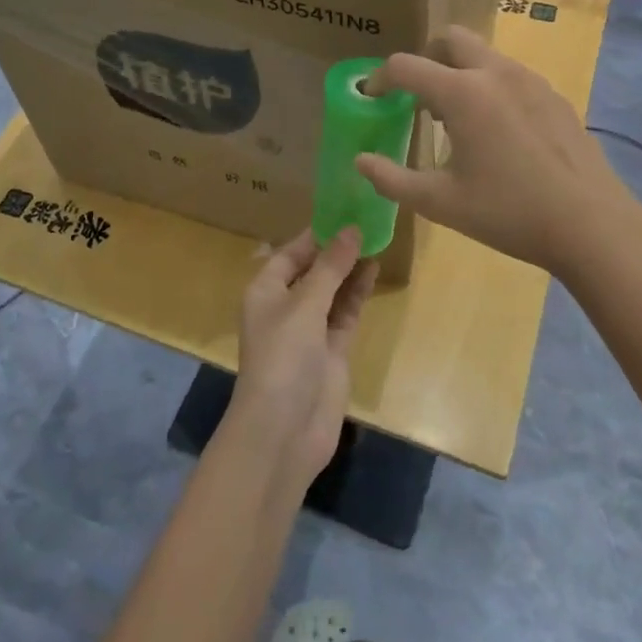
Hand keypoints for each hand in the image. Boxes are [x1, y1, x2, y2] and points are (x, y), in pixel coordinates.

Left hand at [230, 228, 377, 485]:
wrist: (284, 430)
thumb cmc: (283, 357)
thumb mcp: (305, 305)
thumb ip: (331, 267)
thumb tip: (352, 230)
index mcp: (265, 291)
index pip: (290, 252)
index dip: (315, 233)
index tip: (344, 211)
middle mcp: (285, 306)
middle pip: (313, 269)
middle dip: (336, 248)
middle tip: (368, 220)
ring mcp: (309, 330)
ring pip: (332, 290)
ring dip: (350, 268)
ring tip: (377, 238)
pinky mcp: (331, 350)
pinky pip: (345, 312)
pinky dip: (358, 293)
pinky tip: (375, 270)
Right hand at [354, 25, 641, 275]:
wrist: (591, 225)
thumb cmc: (508, 213)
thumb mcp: (440, 202)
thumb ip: (392, 179)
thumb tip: (361, 161)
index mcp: (462, 94)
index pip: (406, 66)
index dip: (380, 78)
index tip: (372, 97)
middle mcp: (496, 74)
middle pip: (450, 39)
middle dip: (426, 59)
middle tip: (417, 96)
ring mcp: (531, 81)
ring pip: (484, 55)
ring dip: (459, 72)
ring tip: (456, 119)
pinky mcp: (554, 96)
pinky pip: (511, 75)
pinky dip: (490, 87)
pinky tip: (498, 133)